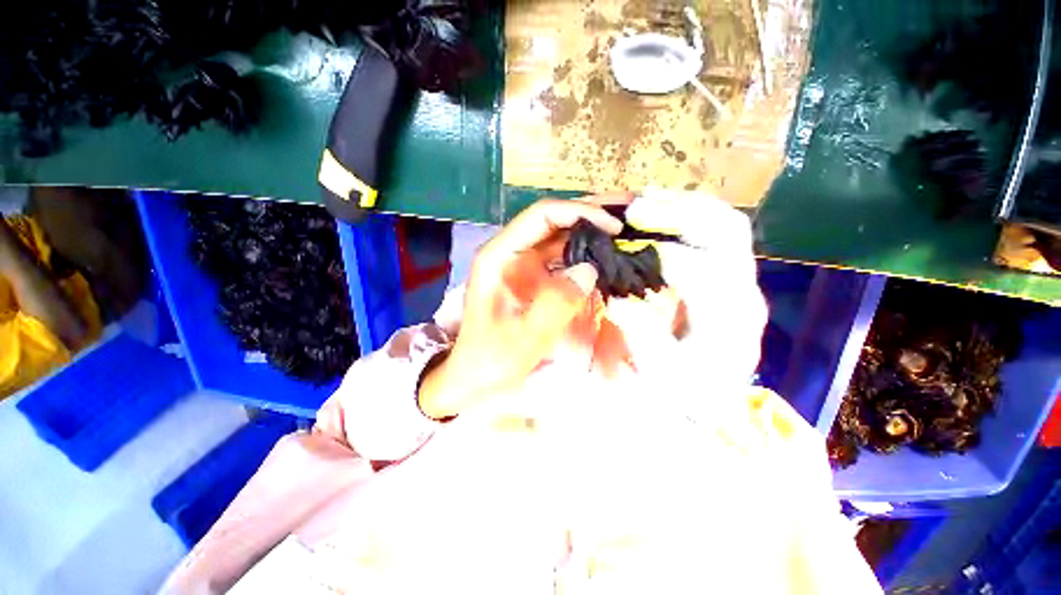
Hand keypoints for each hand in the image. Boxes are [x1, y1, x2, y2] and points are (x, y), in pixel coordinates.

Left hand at [418, 199, 622, 418]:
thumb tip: (590, 270)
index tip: (613, 227)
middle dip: (592, 211)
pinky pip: (564, 258)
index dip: (579, 213)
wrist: (475, 374)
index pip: (541, 216)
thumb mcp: (524, 337)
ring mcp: (524, 264)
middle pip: (554, 220)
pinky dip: (587, 253)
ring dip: (593, 230)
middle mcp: (512, 252)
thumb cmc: (492, 358)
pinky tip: (608, 254)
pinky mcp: (535, 279)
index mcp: (500, 255)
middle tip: (630, 207)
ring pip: (561, 237)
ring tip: (627, 226)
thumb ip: (556, 304)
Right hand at [603, 190, 766, 388]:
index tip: (623, 248)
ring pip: (724, 221)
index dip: (662, 254)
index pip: (704, 271)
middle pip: (725, 232)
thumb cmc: (689, 388)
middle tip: (633, 210)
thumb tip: (618, 298)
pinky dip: (687, 211)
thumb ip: (643, 335)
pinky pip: (716, 228)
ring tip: (643, 199)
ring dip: (682, 205)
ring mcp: (740, 275)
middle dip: (677, 213)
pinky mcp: (728, 270)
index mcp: (730, 318)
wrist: (714, 393)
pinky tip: (659, 207)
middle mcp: (744, 287)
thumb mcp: (663, 373)